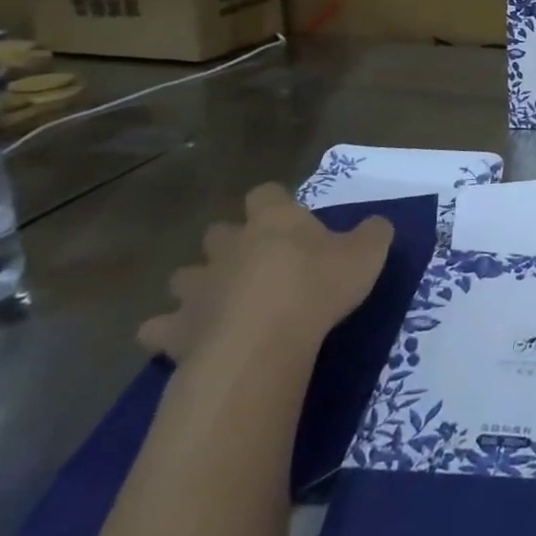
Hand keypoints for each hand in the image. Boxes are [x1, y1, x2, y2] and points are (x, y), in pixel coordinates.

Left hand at [138, 183, 392, 364]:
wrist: (262, 342)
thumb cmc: (318, 287)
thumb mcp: (367, 253)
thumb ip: (374, 233)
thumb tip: (377, 225)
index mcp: (273, 220)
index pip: (266, 193)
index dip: (275, 202)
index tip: (290, 218)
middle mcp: (229, 245)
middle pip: (218, 232)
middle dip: (229, 244)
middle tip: (256, 264)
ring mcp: (197, 287)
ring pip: (184, 275)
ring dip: (197, 284)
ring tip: (218, 302)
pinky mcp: (175, 330)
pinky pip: (158, 328)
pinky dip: (168, 332)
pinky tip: (185, 341)